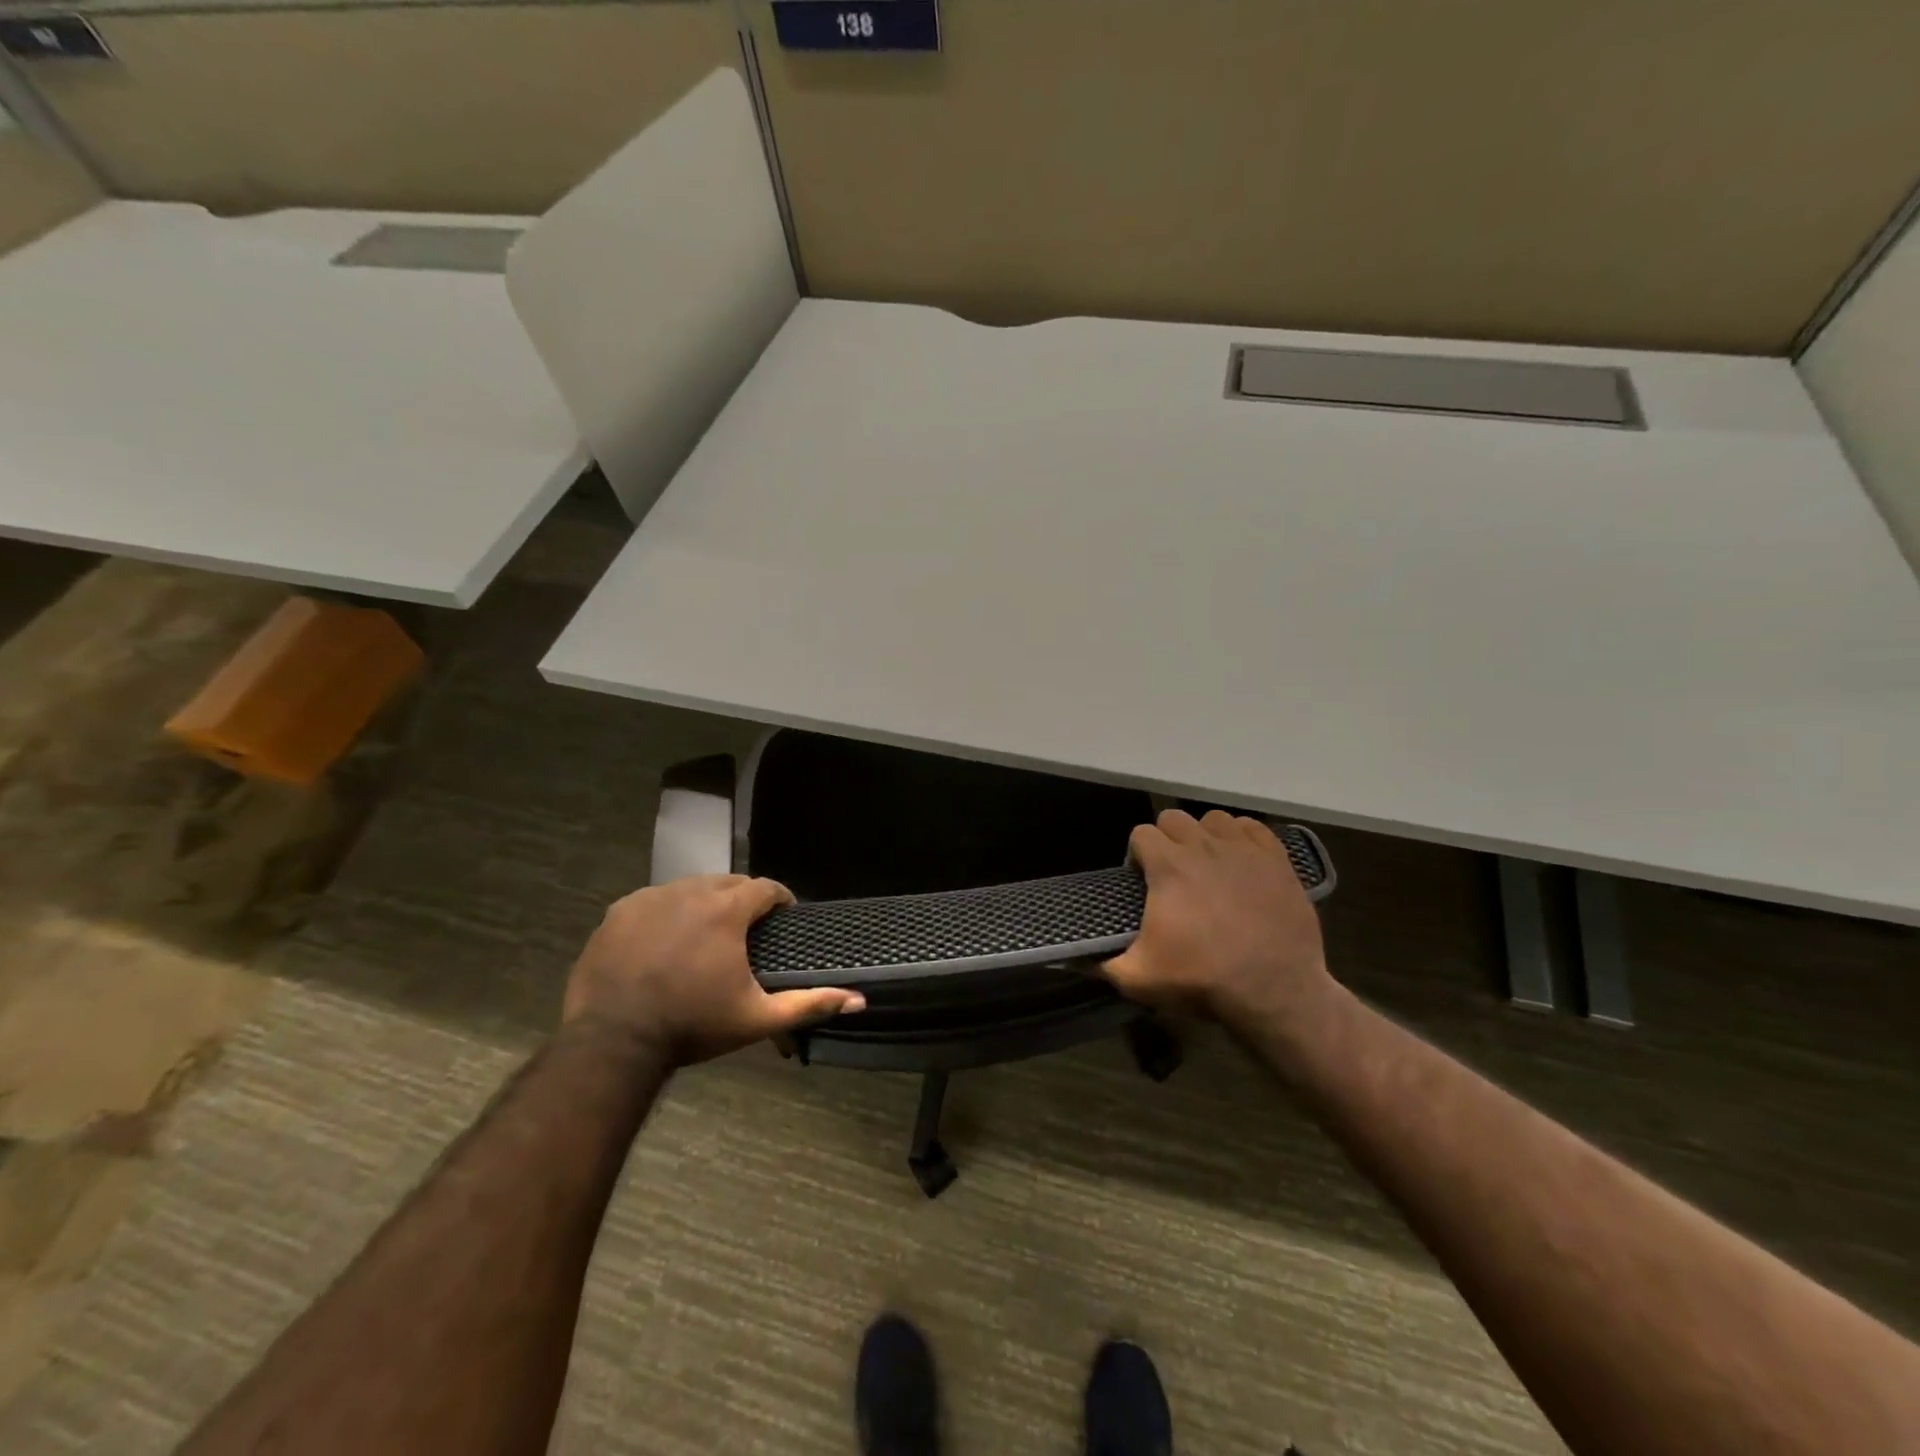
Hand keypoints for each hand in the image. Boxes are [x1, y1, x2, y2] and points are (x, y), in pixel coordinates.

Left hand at [563, 875, 864, 1065]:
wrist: (612, 1042)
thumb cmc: (692, 1025)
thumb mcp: (756, 1018)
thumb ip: (809, 1004)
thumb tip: (858, 999)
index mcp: (727, 910)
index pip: (765, 887)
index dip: (779, 900)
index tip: (783, 918)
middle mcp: (691, 891)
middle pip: (728, 883)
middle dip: (742, 900)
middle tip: (745, 932)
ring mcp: (651, 898)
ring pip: (690, 888)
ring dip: (704, 904)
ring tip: (706, 936)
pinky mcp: (619, 911)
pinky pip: (653, 901)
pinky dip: (666, 914)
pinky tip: (665, 943)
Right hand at [1101, 809, 1335, 1029]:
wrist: (1275, 991)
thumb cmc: (1203, 979)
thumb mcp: (1140, 979)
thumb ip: (1102, 964)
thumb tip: (1074, 959)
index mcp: (1167, 866)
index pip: (1141, 833)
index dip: (1137, 854)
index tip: (1143, 881)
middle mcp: (1203, 846)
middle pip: (1174, 819)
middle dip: (1168, 840)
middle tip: (1173, 873)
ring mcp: (1243, 849)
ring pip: (1213, 819)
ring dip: (1205, 836)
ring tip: (1208, 865)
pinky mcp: (1276, 858)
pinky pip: (1252, 827)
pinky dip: (1242, 837)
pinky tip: (1240, 860)